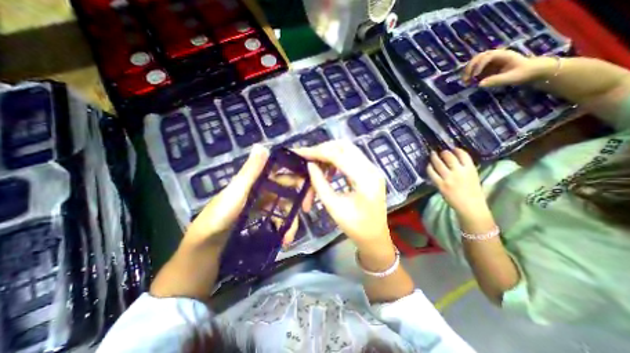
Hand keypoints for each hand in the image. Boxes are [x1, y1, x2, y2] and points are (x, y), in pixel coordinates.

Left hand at [185, 144, 300, 249]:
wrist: (205, 246)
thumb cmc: (220, 216)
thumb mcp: (236, 192)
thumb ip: (250, 171)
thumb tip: (263, 145)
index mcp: (257, 180)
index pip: (282, 171)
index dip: (297, 173)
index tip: (309, 182)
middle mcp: (262, 189)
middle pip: (288, 190)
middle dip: (299, 200)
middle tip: (307, 209)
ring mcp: (263, 204)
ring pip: (284, 206)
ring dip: (291, 219)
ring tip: (290, 236)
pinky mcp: (261, 217)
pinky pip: (278, 217)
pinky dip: (283, 225)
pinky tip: (283, 237)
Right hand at [294, 140, 391, 250]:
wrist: (376, 236)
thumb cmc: (355, 227)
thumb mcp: (334, 207)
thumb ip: (320, 184)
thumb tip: (310, 165)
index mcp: (365, 180)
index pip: (337, 155)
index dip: (317, 152)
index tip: (300, 153)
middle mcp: (371, 168)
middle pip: (344, 146)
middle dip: (323, 149)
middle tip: (307, 158)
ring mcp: (372, 168)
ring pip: (347, 149)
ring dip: (329, 154)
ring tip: (316, 165)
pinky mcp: (369, 171)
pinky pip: (350, 157)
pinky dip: (336, 160)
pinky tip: (328, 171)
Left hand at [425, 148, 489, 216]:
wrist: (470, 207)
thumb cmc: (473, 193)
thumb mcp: (473, 177)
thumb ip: (465, 168)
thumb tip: (455, 160)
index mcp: (470, 169)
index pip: (463, 155)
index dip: (456, 150)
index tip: (452, 149)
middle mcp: (459, 172)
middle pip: (449, 157)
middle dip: (444, 152)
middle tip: (440, 151)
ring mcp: (448, 178)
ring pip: (438, 163)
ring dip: (434, 157)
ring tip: (432, 154)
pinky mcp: (440, 184)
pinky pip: (432, 173)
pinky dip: (429, 167)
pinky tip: (428, 165)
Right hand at [461, 48, 551, 88]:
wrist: (531, 71)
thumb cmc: (524, 73)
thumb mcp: (512, 77)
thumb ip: (497, 80)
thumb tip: (479, 84)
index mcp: (503, 55)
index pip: (488, 56)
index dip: (479, 65)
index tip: (475, 76)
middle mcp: (495, 56)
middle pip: (478, 57)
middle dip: (470, 67)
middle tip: (466, 79)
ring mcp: (490, 62)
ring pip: (474, 63)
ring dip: (467, 71)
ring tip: (465, 82)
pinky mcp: (487, 69)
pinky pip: (474, 69)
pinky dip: (469, 75)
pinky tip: (468, 82)